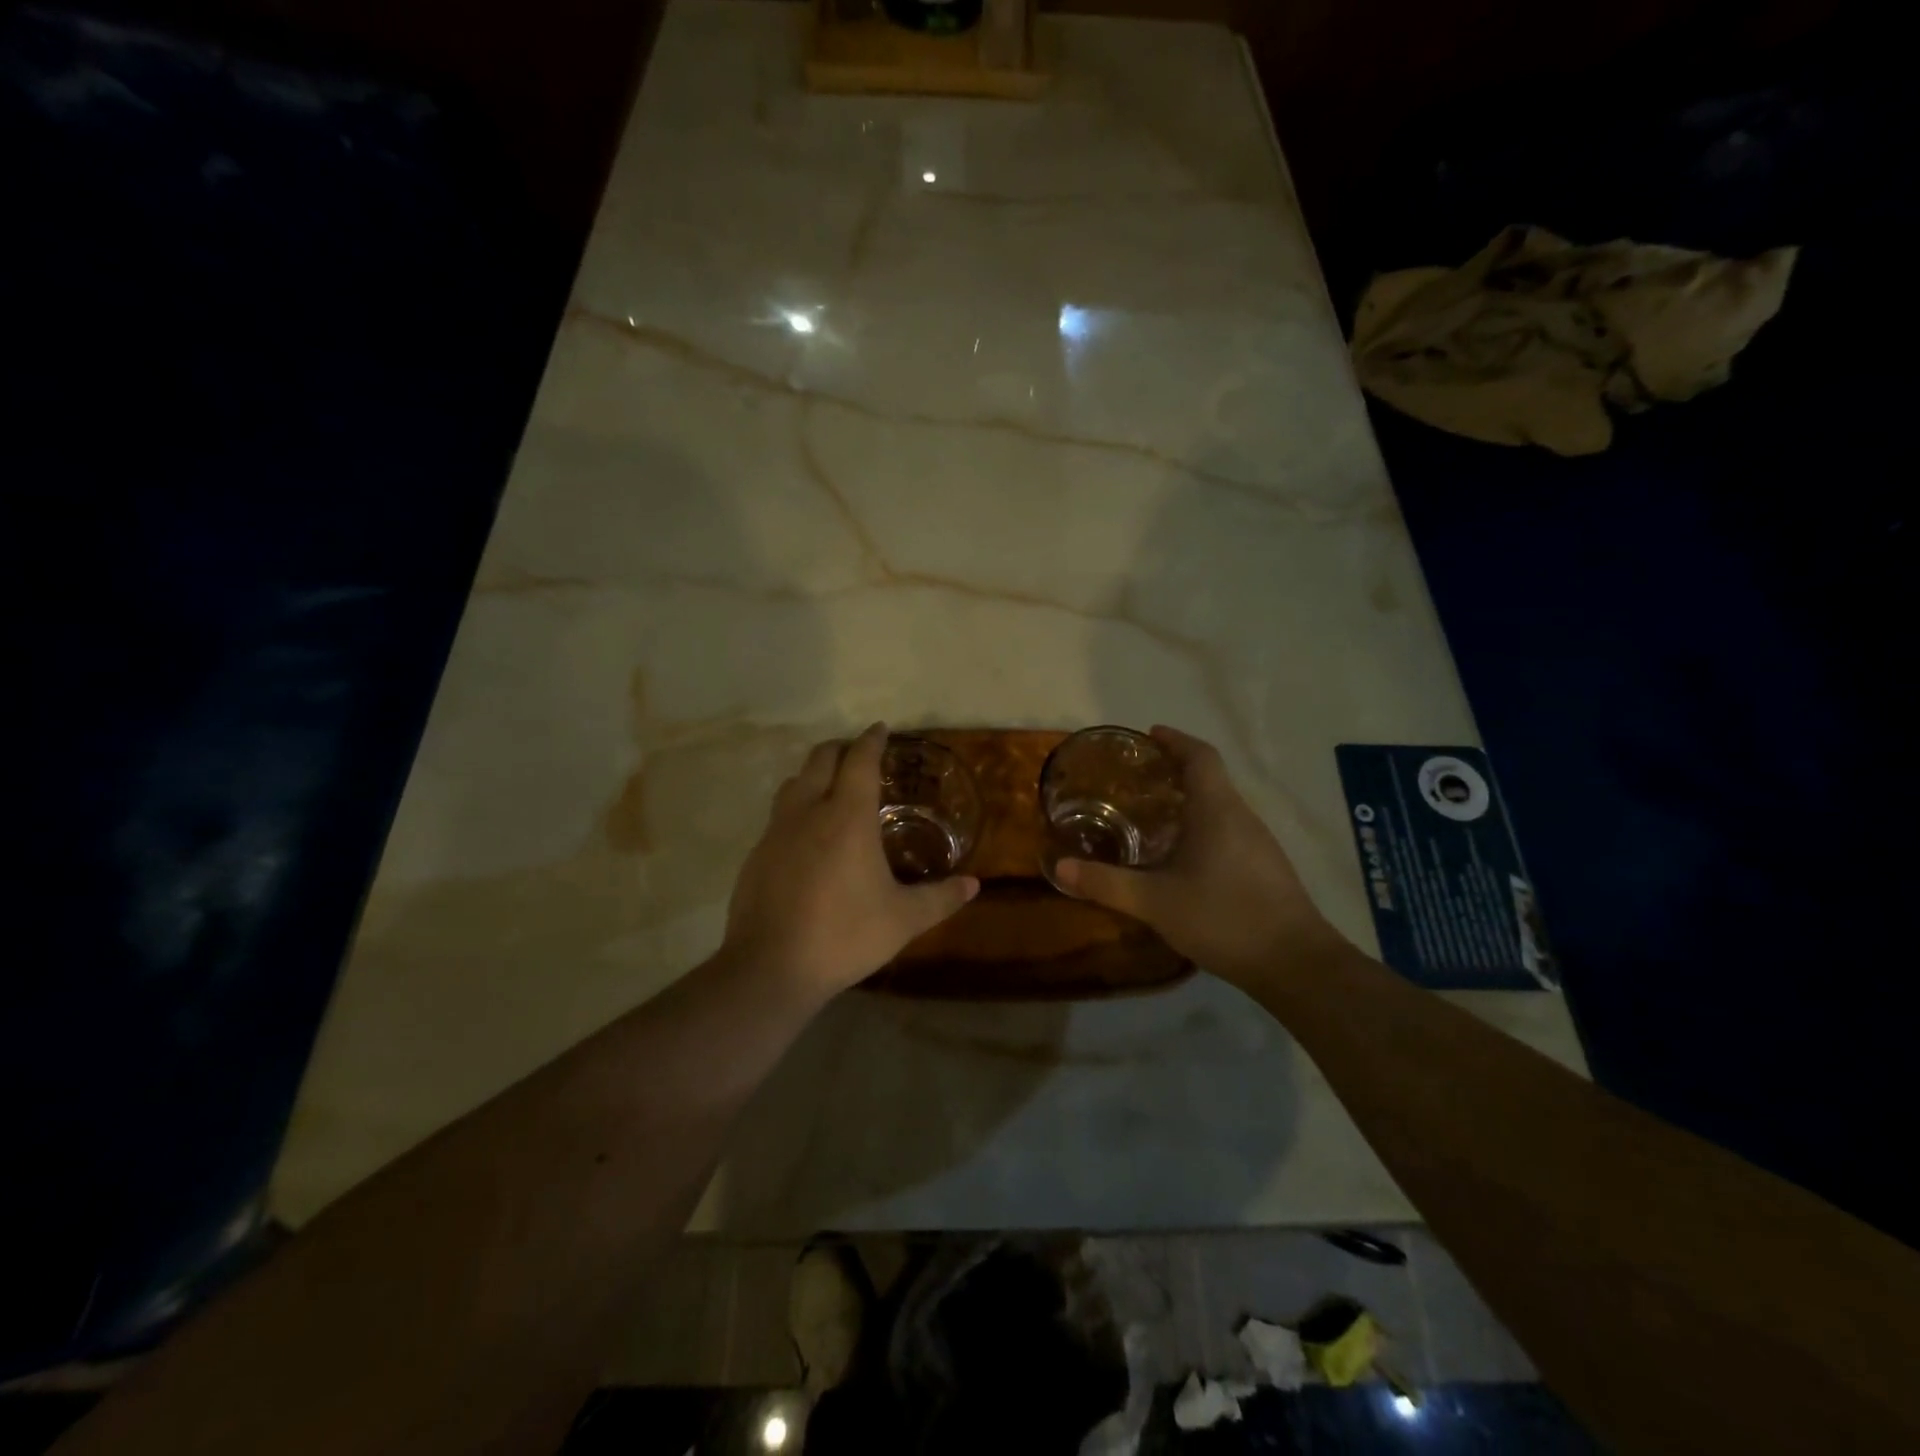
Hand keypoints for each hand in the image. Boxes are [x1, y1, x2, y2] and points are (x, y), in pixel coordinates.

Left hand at [724, 723, 978, 999]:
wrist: (770, 968)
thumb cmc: (844, 935)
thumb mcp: (903, 919)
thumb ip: (940, 898)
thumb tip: (974, 885)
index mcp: (847, 816)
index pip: (859, 760)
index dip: (871, 740)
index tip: (880, 729)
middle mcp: (808, 812)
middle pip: (820, 759)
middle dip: (841, 749)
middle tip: (859, 755)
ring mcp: (776, 832)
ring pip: (793, 783)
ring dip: (814, 775)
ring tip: (832, 790)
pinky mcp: (756, 855)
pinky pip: (778, 816)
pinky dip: (797, 809)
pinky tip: (808, 839)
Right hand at [1052, 726, 1347, 986]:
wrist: (1296, 964)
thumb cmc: (1224, 917)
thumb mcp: (1155, 902)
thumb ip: (1107, 883)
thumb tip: (1058, 868)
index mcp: (1217, 810)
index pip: (1200, 756)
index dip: (1175, 740)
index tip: (1149, 734)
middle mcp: (1242, 817)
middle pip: (1210, 778)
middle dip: (1175, 770)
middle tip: (1137, 779)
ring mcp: (1259, 843)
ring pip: (1220, 807)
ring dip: (1189, 801)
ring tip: (1152, 815)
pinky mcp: (1265, 868)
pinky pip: (1228, 831)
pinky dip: (1202, 827)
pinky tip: (1182, 857)